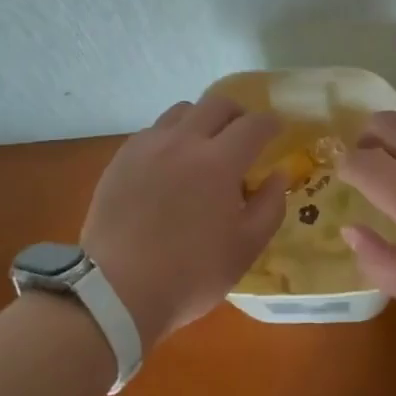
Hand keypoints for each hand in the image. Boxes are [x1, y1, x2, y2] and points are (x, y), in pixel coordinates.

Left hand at [81, 95, 286, 349]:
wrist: (116, 290)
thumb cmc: (190, 274)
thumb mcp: (245, 249)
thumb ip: (270, 206)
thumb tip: (278, 174)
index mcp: (219, 162)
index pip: (253, 125)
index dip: (270, 123)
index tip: (277, 129)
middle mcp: (184, 141)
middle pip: (217, 104)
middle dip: (238, 114)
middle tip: (244, 134)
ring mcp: (148, 146)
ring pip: (182, 111)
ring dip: (202, 120)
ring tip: (204, 146)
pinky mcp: (122, 157)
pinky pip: (153, 131)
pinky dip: (171, 137)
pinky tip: (170, 164)